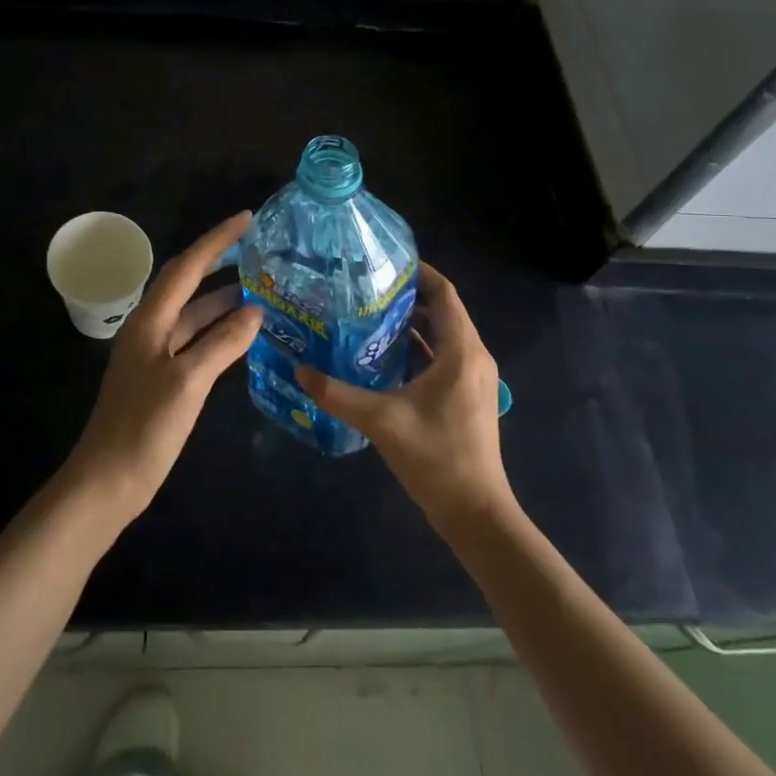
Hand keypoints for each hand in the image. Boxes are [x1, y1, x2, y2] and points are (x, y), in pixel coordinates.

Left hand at [64, 211, 262, 526]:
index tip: (246, 218)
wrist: (107, 482)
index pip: (187, 267)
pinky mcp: (161, 377)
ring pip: (192, 313)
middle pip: (187, 283)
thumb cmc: (144, 428)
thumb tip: (256, 311)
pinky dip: (218, 331)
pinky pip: (194, 339)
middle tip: (256, 249)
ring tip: (260, 288)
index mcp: (150, 320)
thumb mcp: (187, 382)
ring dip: (222, 299)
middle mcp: (150, 328)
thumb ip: (222, 344)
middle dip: (218, 261)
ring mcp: (154, 354)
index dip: (217, 241)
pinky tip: (242, 333)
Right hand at [298, 263, 513, 534]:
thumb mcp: (380, 420)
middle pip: (444, 310)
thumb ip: (337, 394)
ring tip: (371, 314)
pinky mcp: (468, 397)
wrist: (476, 513)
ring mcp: (474, 379)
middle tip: (367, 287)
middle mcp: (473, 356)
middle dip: (409, 296)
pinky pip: (445, 356)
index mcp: (462, 351)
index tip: (384, 262)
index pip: (444, 293)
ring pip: (445, 335)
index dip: (419, 273)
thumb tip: (299, 371)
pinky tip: (386, 355)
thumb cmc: (435, 457)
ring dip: (414, 322)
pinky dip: (420, 347)